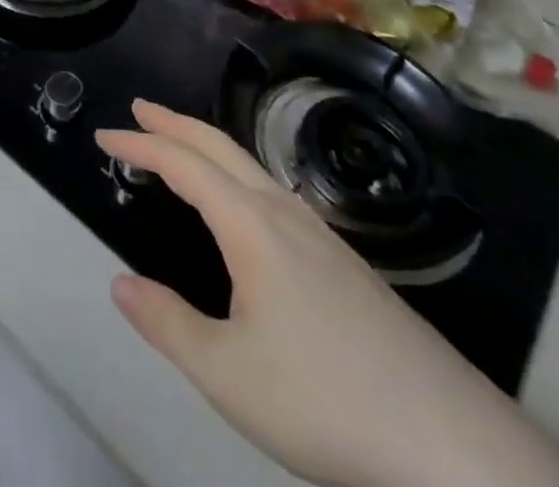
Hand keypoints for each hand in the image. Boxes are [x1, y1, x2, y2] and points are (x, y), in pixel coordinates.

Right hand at [98, 102, 558, 486]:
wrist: (454, 448)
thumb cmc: (325, 403)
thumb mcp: (227, 375)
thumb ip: (167, 324)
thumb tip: (121, 284)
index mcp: (251, 225)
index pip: (183, 164)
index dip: (140, 144)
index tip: (104, 135)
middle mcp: (285, 213)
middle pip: (220, 146)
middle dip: (175, 123)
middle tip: (139, 109)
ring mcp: (322, 236)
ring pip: (251, 167)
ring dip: (207, 146)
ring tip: (181, 149)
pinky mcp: (346, 264)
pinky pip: (273, 193)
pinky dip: (236, 174)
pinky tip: (243, 208)